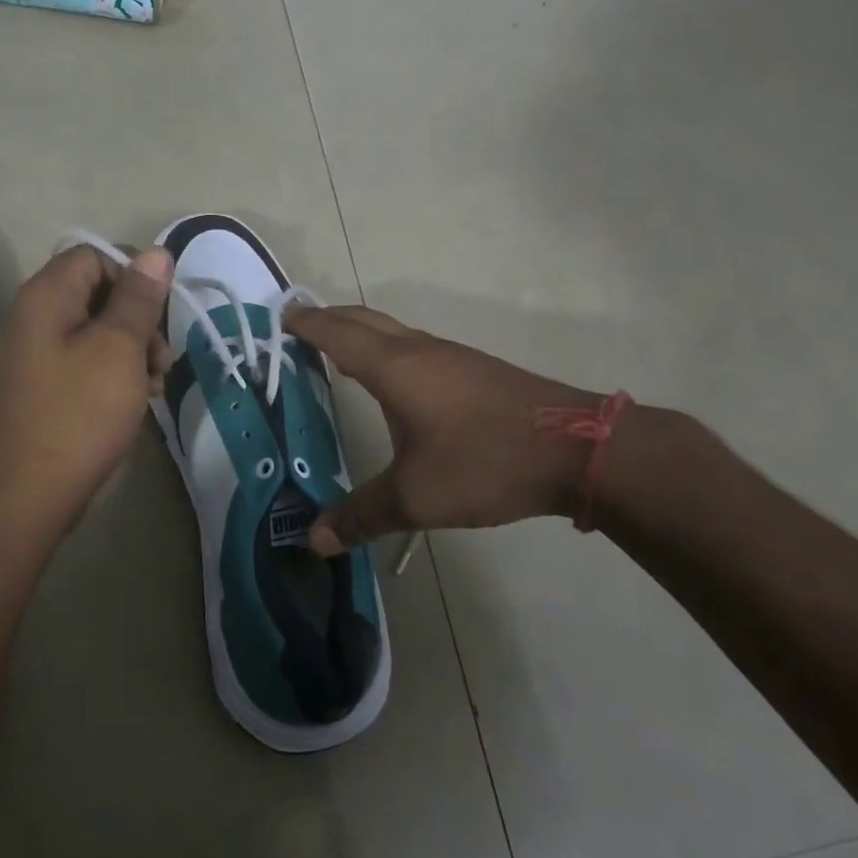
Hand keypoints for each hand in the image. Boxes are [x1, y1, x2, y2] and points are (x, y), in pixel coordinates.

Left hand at [0, 243, 172, 538]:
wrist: (27, 494)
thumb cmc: (79, 413)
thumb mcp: (119, 349)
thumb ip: (138, 298)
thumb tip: (155, 253)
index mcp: (46, 296)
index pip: (94, 256)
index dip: (132, 277)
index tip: (158, 314)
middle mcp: (34, 317)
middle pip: (97, 294)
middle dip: (138, 320)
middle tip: (163, 358)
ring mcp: (36, 355)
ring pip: (96, 332)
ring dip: (133, 351)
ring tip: (155, 385)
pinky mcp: (43, 388)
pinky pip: (85, 363)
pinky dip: (114, 374)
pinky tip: (137, 401)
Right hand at [283, 305, 603, 554]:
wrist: (578, 449)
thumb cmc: (485, 461)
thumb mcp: (417, 497)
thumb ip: (362, 515)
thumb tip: (314, 540)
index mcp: (394, 368)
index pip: (337, 334)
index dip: (306, 324)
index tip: (279, 317)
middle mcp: (418, 350)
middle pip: (363, 320)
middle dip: (328, 319)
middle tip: (298, 327)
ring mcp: (450, 356)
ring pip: (391, 331)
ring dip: (359, 332)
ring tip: (335, 351)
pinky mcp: (474, 370)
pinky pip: (413, 346)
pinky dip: (385, 349)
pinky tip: (391, 379)